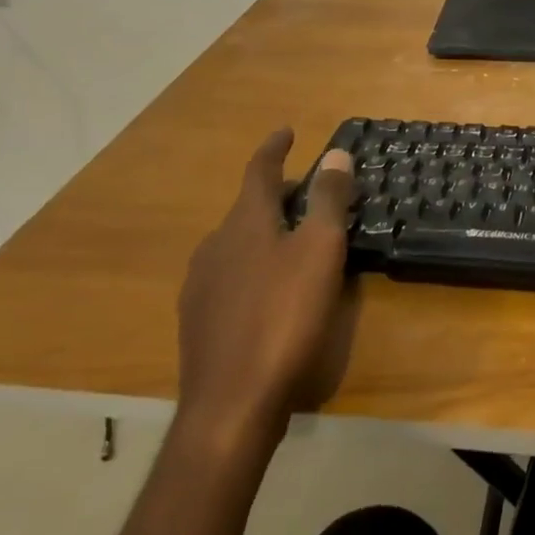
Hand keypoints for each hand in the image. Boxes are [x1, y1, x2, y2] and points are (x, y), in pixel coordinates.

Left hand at [176, 129, 358, 455]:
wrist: (231, 403)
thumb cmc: (284, 317)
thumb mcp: (320, 252)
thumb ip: (327, 200)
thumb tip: (335, 153)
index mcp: (245, 223)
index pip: (259, 171)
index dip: (274, 149)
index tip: (286, 131)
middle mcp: (215, 245)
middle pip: (249, 207)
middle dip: (278, 195)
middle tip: (310, 195)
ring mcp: (200, 285)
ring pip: (238, 243)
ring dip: (266, 232)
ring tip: (295, 242)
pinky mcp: (199, 321)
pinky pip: (230, 275)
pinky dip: (254, 266)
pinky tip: (270, 291)